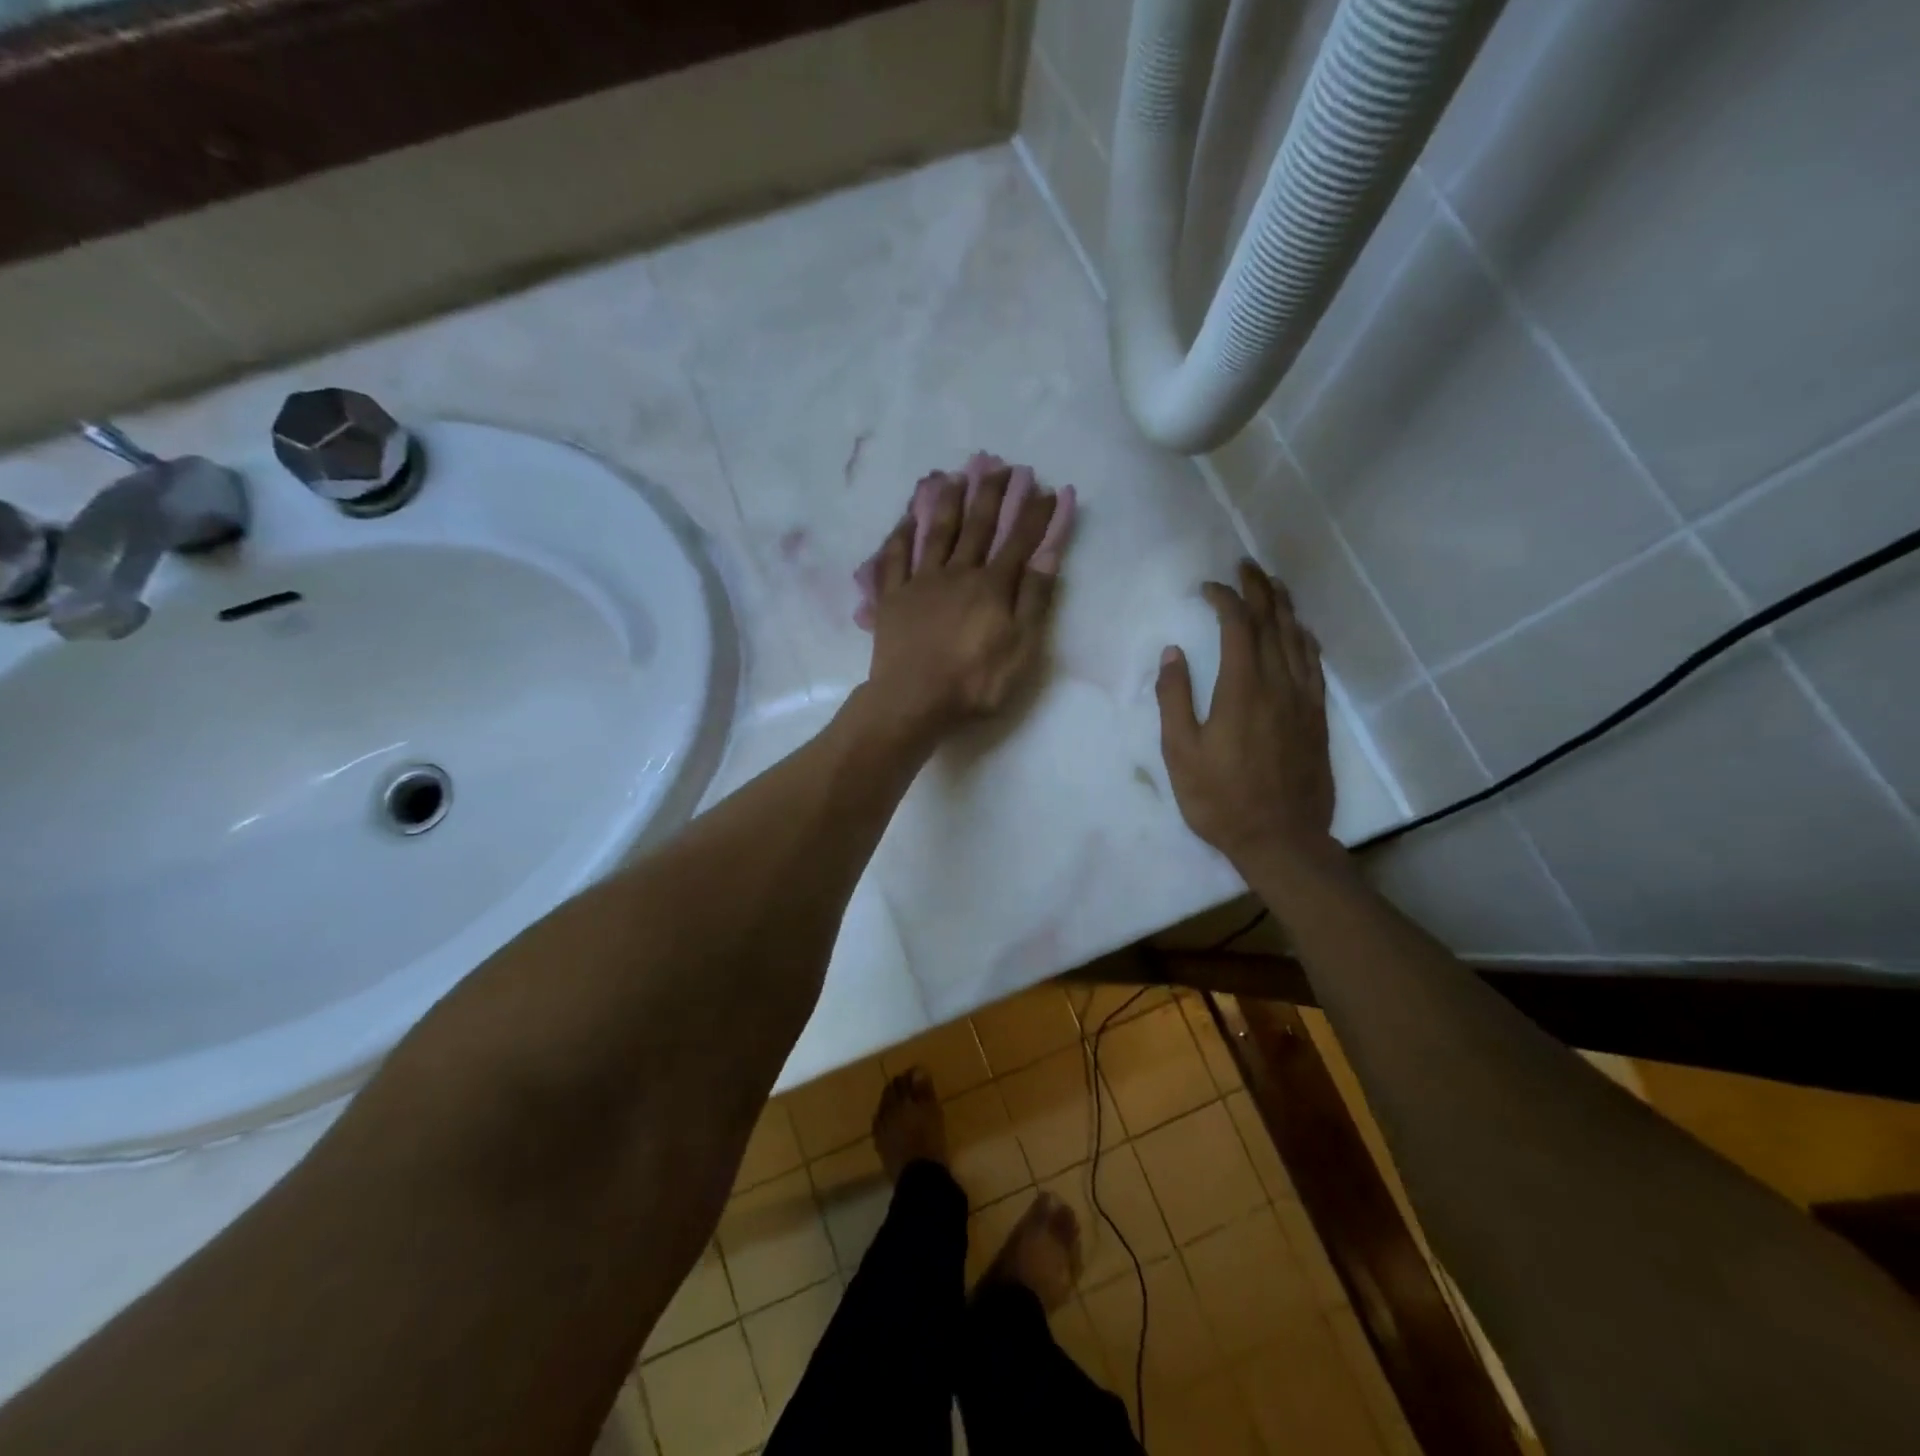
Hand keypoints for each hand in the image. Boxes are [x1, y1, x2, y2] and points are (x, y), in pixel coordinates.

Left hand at [865, 467, 1065, 737]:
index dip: (1035, 515)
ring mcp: (921, 581)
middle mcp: (957, 572)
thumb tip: (1048, 556)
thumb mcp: (1021, 649)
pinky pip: (895, 557)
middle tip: (998, 465)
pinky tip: (905, 518)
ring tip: (953, 475)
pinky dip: (901, 534)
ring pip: (935, 532)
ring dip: (945, 502)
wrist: (913, 700)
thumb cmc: (974, 682)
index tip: (1047, 489)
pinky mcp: (892, 597)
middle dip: (991, 494)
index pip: (1019, 541)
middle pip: (977, 526)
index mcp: (992, 586)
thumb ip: (1034, 601)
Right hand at [1157, 562, 1335, 868]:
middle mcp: (1279, 684)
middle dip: (1259, 589)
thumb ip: (1174, 699)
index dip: (1224, 599)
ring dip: (1284, 607)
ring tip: (1273, 584)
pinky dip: (1304, 639)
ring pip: (1297, 639)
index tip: (1207, 587)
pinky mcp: (1317, 716)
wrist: (1282, 839)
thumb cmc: (1221, 799)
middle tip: (1246, 566)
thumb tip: (1173, 653)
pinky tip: (1299, 632)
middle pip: (1273, 622)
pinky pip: (1314, 664)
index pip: (1238, 626)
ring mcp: (1304, 699)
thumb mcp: (1181, 753)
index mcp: (1242, 689)